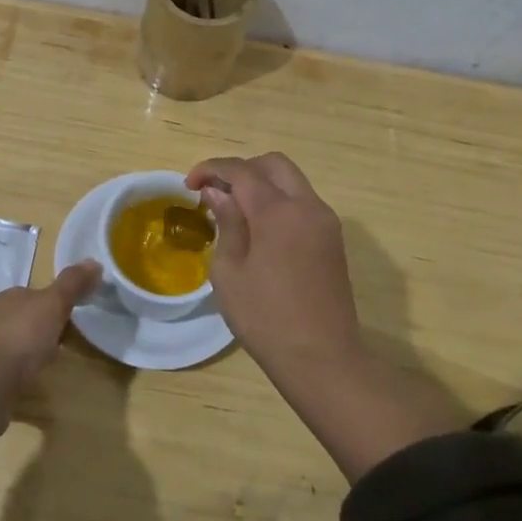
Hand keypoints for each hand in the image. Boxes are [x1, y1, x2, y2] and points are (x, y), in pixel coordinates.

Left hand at [0, 260, 102, 389]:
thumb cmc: (18, 339)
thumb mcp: (52, 305)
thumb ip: (72, 285)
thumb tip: (94, 262)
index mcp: (2, 297)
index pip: (30, 295)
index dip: (50, 306)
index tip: (68, 320)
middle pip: (16, 319)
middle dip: (34, 330)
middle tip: (56, 347)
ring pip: (3, 345)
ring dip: (18, 354)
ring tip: (38, 369)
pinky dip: (6, 376)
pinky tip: (17, 387)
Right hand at [185, 153, 361, 370]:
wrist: (321, 357)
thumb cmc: (265, 317)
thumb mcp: (229, 271)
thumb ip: (226, 222)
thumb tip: (218, 192)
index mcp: (278, 211)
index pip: (241, 170)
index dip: (211, 169)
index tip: (189, 185)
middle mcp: (307, 205)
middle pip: (273, 164)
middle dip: (241, 169)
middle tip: (215, 192)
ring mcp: (325, 221)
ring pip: (291, 181)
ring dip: (262, 184)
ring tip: (234, 210)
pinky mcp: (332, 239)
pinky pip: (302, 203)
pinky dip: (278, 201)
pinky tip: (259, 229)